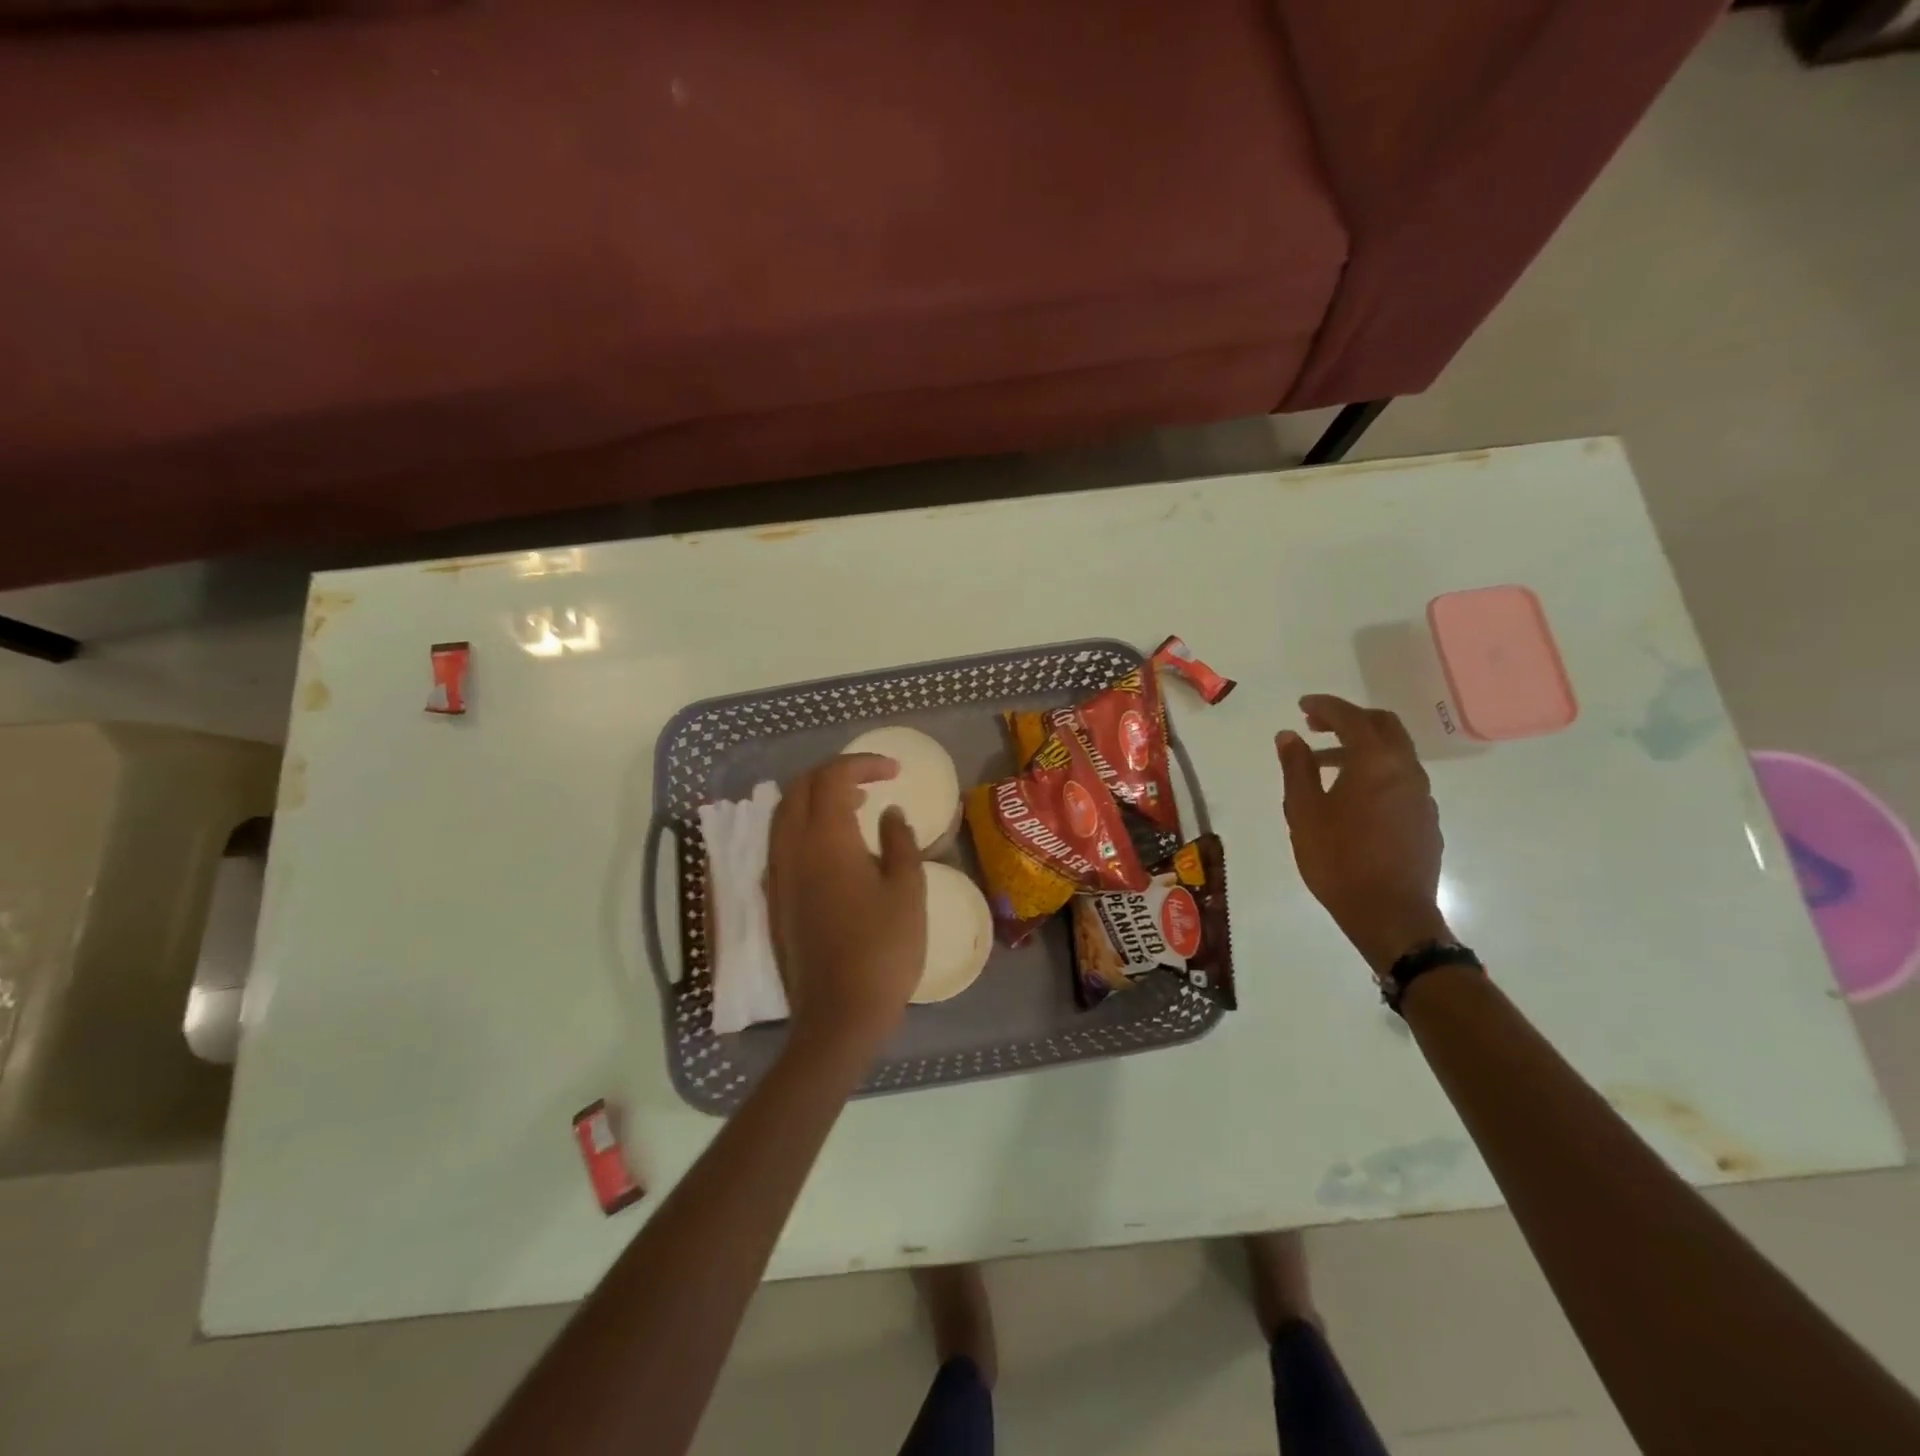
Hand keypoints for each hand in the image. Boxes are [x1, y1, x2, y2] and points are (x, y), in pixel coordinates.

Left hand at [766, 754, 926, 1053]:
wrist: (839, 1015)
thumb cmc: (884, 949)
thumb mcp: (908, 890)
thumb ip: (899, 842)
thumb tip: (890, 814)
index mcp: (825, 839)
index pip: (833, 777)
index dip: (863, 764)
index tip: (895, 772)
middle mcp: (791, 848)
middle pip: (801, 788)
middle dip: (836, 773)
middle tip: (873, 782)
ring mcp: (776, 874)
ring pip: (785, 814)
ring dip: (817, 798)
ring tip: (855, 808)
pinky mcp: (774, 899)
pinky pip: (782, 842)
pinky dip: (805, 826)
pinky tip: (834, 848)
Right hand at [1275, 694, 1448, 973]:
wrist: (1390, 914)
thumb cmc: (1338, 860)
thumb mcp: (1304, 812)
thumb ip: (1297, 768)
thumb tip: (1289, 735)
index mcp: (1376, 762)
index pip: (1351, 718)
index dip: (1325, 706)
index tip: (1302, 705)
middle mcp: (1406, 770)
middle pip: (1383, 726)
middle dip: (1349, 719)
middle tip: (1316, 725)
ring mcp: (1422, 796)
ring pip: (1393, 754)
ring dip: (1360, 748)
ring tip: (1322, 766)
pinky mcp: (1426, 819)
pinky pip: (1400, 779)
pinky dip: (1374, 772)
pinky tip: (1350, 798)